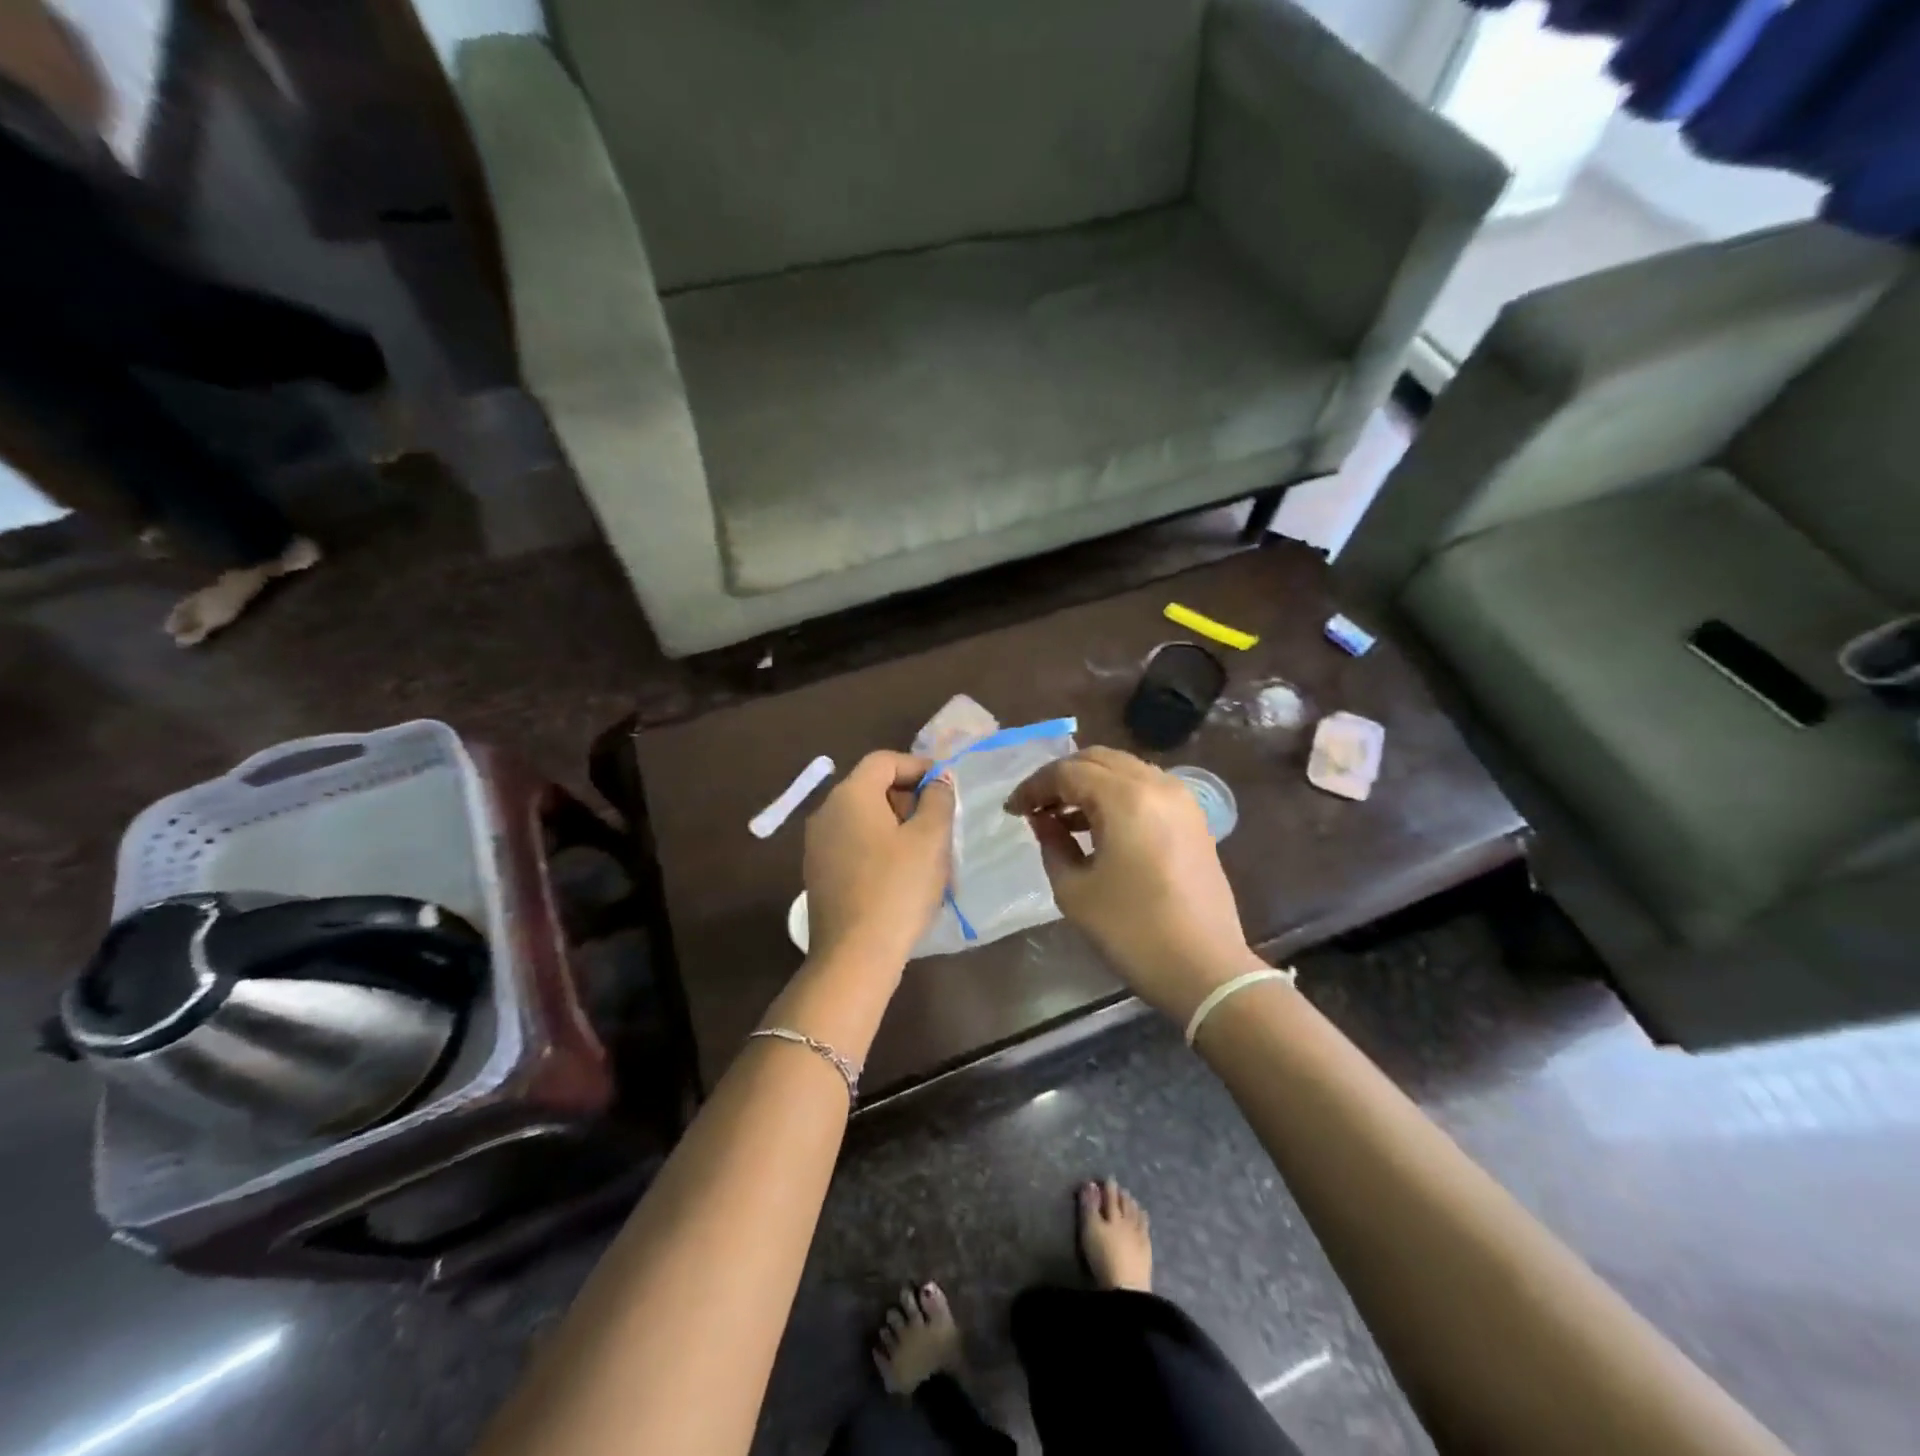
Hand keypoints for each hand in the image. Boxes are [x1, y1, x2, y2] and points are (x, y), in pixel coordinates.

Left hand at [804, 752, 955, 975]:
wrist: (854, 955)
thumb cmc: (897, 888)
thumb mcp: (930, 839)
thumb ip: (938, 801)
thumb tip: (938, 782)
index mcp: (850, 796)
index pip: (884, 761)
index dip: (918, 767)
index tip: (946, 787)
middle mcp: (826, 812)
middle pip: (871, 787)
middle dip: (908, 798)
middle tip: (940, 822)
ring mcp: (817, 845)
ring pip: (862, 818)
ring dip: (895, 825)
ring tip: (925, 851)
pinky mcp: (818, 874)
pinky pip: (853, 845)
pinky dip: (878, 847)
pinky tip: (900, 874)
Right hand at [1005, 747, 1260, 1020]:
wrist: (1204, 968)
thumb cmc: (1131, 930)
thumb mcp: (1074, 890)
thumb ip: (1052, 843)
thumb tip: (1044, 820)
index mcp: (1125, 798)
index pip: (1067, 772)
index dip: (1033, 787)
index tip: (1011, 810)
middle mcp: (1156, 784)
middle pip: (1097, 759)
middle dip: (1060, 777)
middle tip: (1035, 806)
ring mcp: (1181, 799)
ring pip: (1123, 769)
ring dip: (1089, 783)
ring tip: (1061, 816)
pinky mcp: (1193, 818)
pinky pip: (1146, 787)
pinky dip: (1116, 794)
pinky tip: (1097, 824)